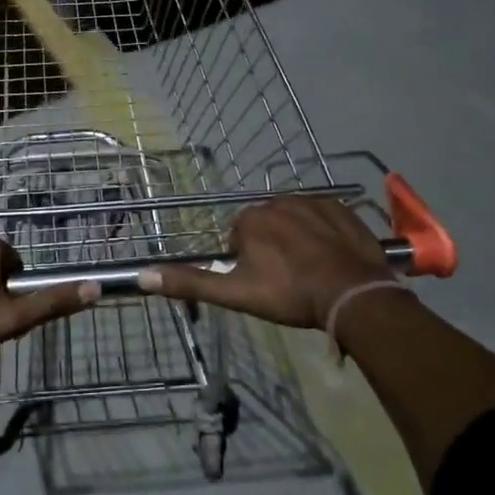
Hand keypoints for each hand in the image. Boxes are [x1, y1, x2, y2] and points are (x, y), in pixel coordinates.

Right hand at [140, 197, 397, 329]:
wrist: (351, 294)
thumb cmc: (289, 294)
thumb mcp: (235, 293)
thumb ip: (190, 282)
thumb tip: (143, 275)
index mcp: (249, 219)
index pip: (238, 237)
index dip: (248, 262)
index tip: (263, 283)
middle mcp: (277, 201)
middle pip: (266, 226)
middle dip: (272, 247)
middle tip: (287, 280)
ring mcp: (312, 202)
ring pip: (294, 220)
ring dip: (297, 238)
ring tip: (311, 270)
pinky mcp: (341, 208)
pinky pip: (323, 216)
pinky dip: (324, 232)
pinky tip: (331, 257)